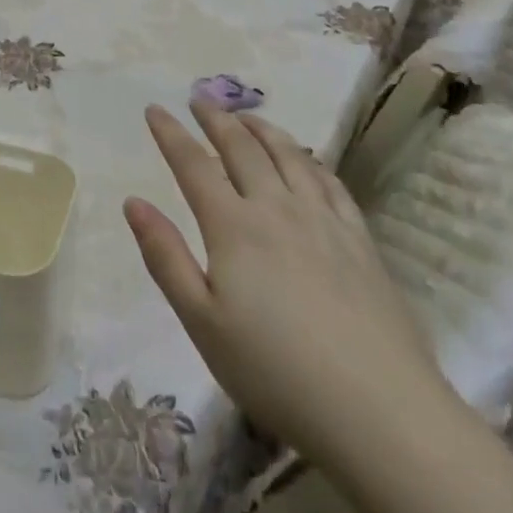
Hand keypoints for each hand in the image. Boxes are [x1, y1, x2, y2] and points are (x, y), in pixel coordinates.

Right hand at [123, 103, 448, 464]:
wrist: (379, 411)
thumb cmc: (275, 371)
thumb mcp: (202, 323)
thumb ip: (165, 257)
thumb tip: (133, 202)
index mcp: (233, 226)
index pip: (193, 165)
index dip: (171, 134)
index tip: (154, 108)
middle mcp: (276, 208)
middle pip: (242, 148)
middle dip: (216, 119)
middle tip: (200, 100)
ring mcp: (323, 220)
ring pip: (288, 155)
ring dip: (262, 128)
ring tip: (246, 116)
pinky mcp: (360, 239)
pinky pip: (330, 181)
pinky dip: (309, 159)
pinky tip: (305, 160)